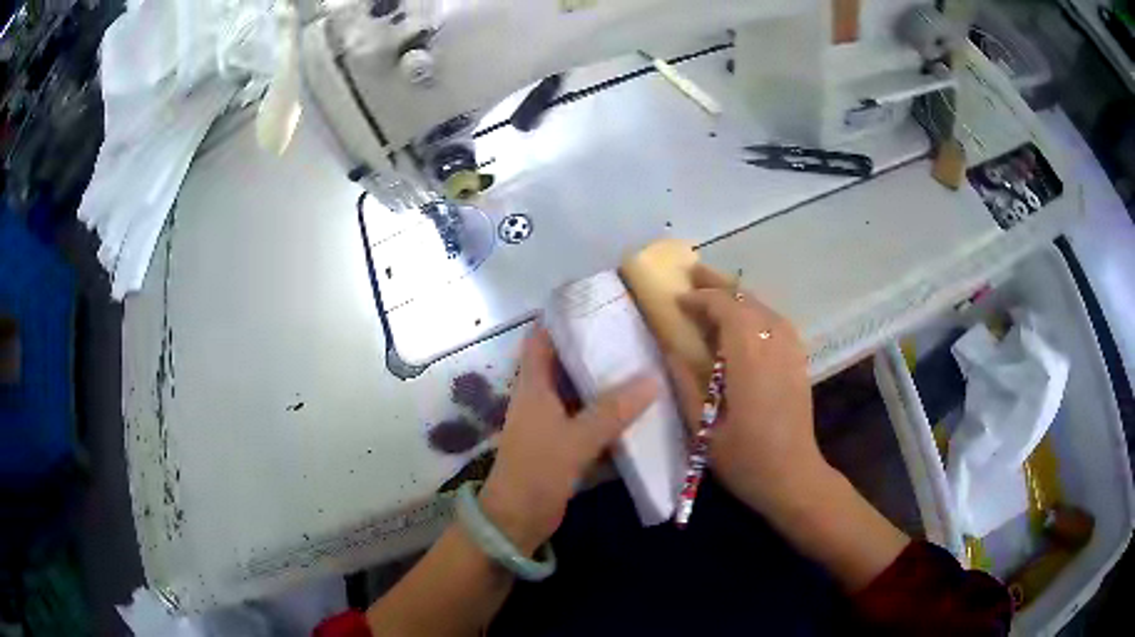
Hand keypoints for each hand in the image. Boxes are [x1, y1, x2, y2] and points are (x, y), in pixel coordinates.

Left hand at [479, 327, 657, 553]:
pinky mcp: (564, 446)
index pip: (541, 339)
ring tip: (644, 366)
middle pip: (567, 364)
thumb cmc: (537, 471)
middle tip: (634, 334)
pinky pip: (590, 422)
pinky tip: (638, 411)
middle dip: (596, 349)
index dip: (562, 318)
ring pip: (581, 394)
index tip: (596, 304)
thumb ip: (612, 411)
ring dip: (606, 384)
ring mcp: (552, 423)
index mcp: (533, 386)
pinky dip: (610, 416)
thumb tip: (652, 379)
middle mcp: (541, 398)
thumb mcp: (575, 439)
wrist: (517, 520)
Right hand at [667, 265, 827, 517]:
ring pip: (763, 306)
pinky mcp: (799, 359)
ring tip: (713, 292)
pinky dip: (754, 311)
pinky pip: (775, 320)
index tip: (678, 301)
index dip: (700, 298)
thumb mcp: (703, 429)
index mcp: (749, 359)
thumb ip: (686, 384)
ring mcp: (791, 350)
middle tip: (692, 273)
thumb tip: (670, 349)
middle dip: (718, 283)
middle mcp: (774, 345)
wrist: (793, 476)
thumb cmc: (745, 459)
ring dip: (737, 295)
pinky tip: (743, 320)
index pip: (726, 309)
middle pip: (747, 300)